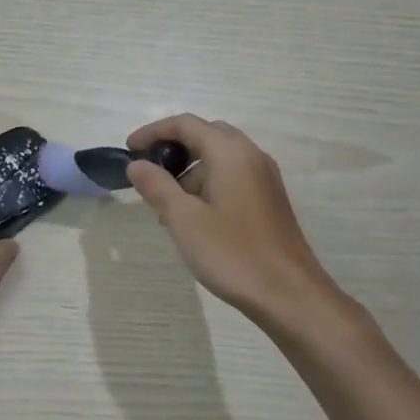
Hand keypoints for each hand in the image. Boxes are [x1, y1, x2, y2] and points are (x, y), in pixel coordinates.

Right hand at [126, 114, 360, 332]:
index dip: (154, 132)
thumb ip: (157, 186)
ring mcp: (264, 178)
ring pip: (219, 158)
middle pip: (205, 135)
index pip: (186, 124)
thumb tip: (137, 164)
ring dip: (189, 171)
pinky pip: (231, 177)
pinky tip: (192, 218)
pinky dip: (207, 185)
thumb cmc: (233, 253)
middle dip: (173, 149)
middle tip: (148, 173)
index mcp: (230, 153)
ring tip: (165, 206)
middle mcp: (251, 156)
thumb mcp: (183, 219)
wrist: (290, 295)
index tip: (129, 150)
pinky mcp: (268, 200)